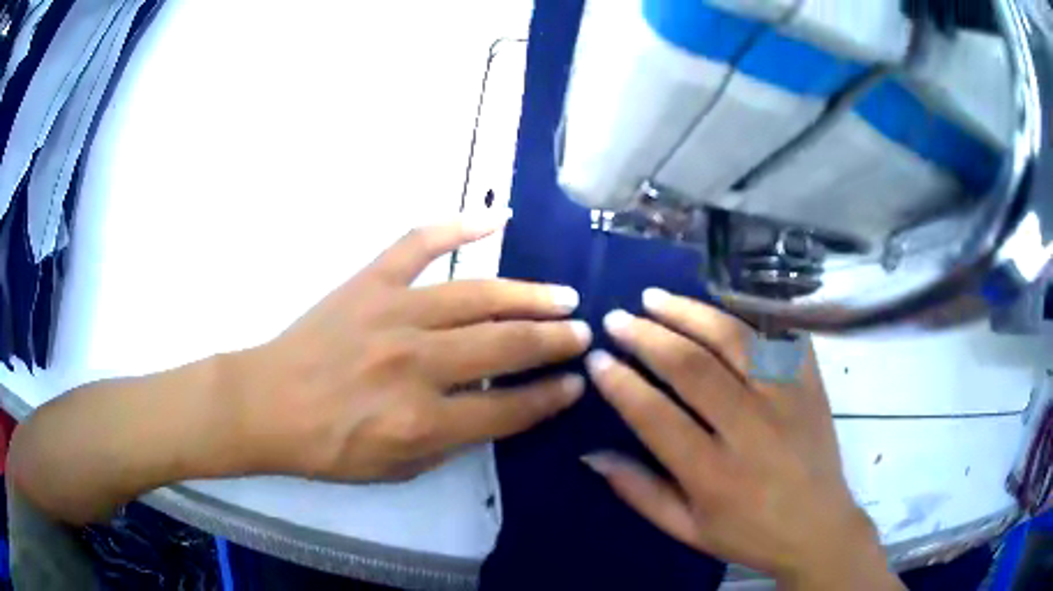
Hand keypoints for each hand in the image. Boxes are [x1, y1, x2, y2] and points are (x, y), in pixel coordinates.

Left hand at [232, 212, 590, 481]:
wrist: (269, 404)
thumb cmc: (330, 447)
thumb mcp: (397, 468)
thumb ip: (452, 441)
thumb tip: (497, 410)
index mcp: (422, 420)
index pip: (507, 409)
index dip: (548, 398)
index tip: (574, 384)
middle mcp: (415, 364)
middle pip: (503, 347)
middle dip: (553, 342)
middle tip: (583, 333)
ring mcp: (392, 314)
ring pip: (477, 297)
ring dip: (528, 297)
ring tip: (563, 297)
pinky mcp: (369, 283)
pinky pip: (418, 244)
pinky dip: (456, 226)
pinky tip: (495, 221)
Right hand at [582, 291, 900, 589]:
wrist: (819, 528)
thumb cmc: (749, 535)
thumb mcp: (687, 530)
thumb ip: (639, 492)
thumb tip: (592, 453)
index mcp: (714, 475)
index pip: (656, 416)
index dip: (621, 383)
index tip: (597, 359)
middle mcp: (751, 430)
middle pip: (692, 367)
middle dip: (647, 336)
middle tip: (617, 319)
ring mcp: (787, 399)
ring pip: (734, 339)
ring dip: (689, 313)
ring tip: (655, 298)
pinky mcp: (811, 383)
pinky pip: (776, 336)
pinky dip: (743, 316)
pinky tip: (715, 309)